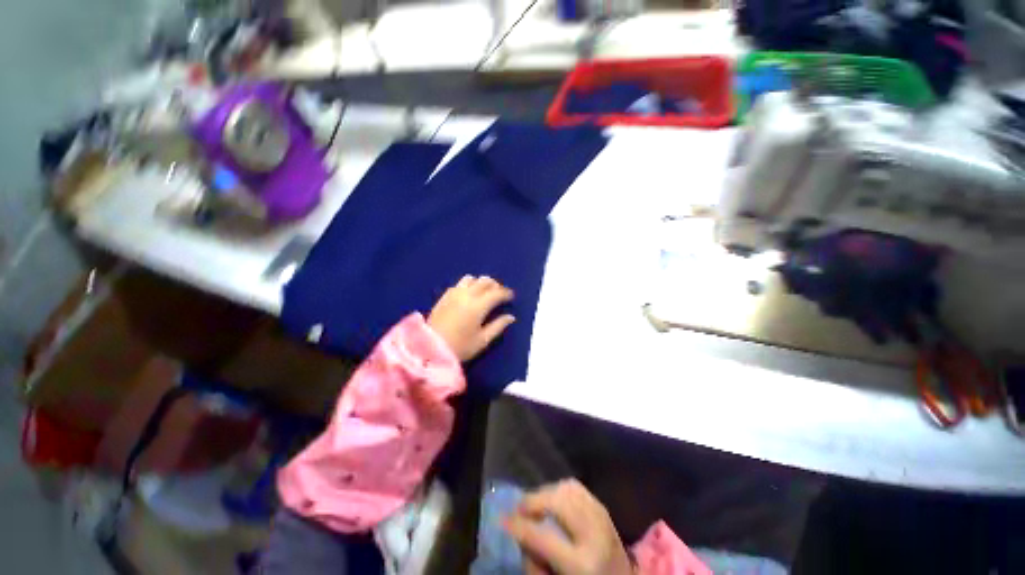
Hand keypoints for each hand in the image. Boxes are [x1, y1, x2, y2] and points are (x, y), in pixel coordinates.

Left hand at [428, 275, 515, 361]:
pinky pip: (459, 284)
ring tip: (484, 291)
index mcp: (478, 306)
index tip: (511, 297)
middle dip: (495, 285)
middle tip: (500, 293)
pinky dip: (468, 285)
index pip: (496, 293)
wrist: (430, 348)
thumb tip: (510, 317)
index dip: (506, 293)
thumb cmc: (460, 347)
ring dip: (481, 282)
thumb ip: (498, 326)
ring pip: (471, 279)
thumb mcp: (483, 340)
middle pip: (485, 281)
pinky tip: (469, 294)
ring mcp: (453, 294)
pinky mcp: (444, 296)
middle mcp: (466, 295)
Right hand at [504, 480, 633, 574]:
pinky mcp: (603, 507)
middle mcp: (594, 534)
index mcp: (582, 564)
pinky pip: (576, 487)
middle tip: (520, 510)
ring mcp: (601, 517)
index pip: (543, 538)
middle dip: (534, 501)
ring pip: (566, 489)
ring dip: (546, 493)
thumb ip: (535, 563)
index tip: (502, 519)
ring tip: (536, 505)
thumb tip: (521, 534)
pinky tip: (553, 500)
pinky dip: (560, 489)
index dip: (519, 526)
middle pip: (557, 502)